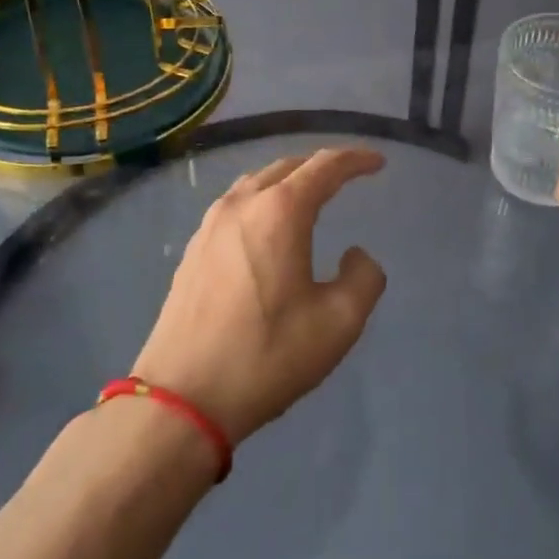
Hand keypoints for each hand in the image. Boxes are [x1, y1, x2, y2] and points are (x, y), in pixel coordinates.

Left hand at [131, 147, 387, 444]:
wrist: (181, 399)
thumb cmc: (266, 355)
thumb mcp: (338, 323)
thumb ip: (364, 278)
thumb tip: (355, 255)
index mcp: (280, 212)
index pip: (325, 166)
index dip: (355, 159)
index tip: (377, 162)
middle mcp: (243, 204)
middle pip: (289, 166)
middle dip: (322, 165)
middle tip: (348, 175)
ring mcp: (211, 224)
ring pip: (258, 182)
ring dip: (289, 180)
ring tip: (310, 194)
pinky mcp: (193, 248)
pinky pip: (236, 204)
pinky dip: (263, 200)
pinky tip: (268, 226)